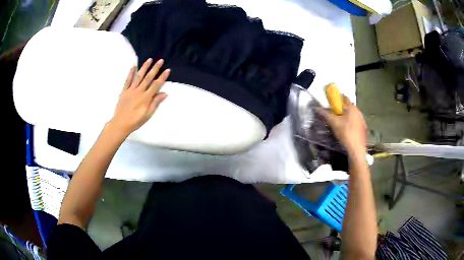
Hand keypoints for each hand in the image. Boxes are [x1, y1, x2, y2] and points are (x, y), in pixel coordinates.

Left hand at [109, 58, 169, 136]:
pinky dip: (130, 73)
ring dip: (144, 67)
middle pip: (148, 78)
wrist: (120, 123)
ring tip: (149, 60)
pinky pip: (128, 80)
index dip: (162, 77)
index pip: (156, 85)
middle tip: (160, 60)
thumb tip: (164, 93)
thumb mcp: (148, 114)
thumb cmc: (135, 121)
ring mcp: (131, 90)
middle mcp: (139, 91)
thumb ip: (155, 103)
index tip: (167, 70)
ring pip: (138, 76)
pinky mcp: (124, 91)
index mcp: (146, 98)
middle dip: (155, 69)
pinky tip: (133, 66)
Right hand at [317, 96, 366, 155]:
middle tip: (335, 114)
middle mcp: (359, 112)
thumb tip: (316, 108)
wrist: (356, 149)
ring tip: (340, 123)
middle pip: (349, 107)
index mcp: (352, 108)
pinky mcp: (364, 129)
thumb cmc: (345, 133)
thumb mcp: (333, 123)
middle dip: (342, 109)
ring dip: (347, 116)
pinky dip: (351, 124)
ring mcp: (362, 120)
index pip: (344, 98)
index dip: (338, 99)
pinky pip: (356, 122)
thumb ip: (325, 114)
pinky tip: (347, 130)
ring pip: (353, 115)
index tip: (332, 102)